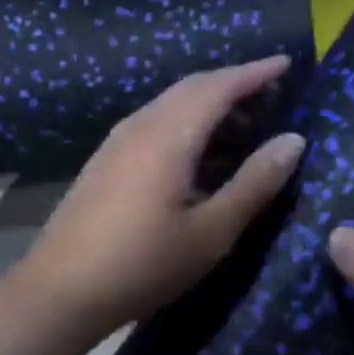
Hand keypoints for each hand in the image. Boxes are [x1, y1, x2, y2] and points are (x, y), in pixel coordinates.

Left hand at [16, 57, 306, 336]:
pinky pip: (154, 121)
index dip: (254, 72)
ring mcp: (117, 141)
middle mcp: (141, 124)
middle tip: (271, 95)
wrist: (60, 290)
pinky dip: (186, 121)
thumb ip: (254, 183)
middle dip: (233, 83)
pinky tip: (198, 152)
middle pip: (192, 87)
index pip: (219, 86)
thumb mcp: (211, 231)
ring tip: (243, 124)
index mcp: (169, 134)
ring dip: (208, 103)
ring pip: (170, 103)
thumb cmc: (144, 263)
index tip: (286, 64)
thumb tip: (293, 140)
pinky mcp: (105, 160)